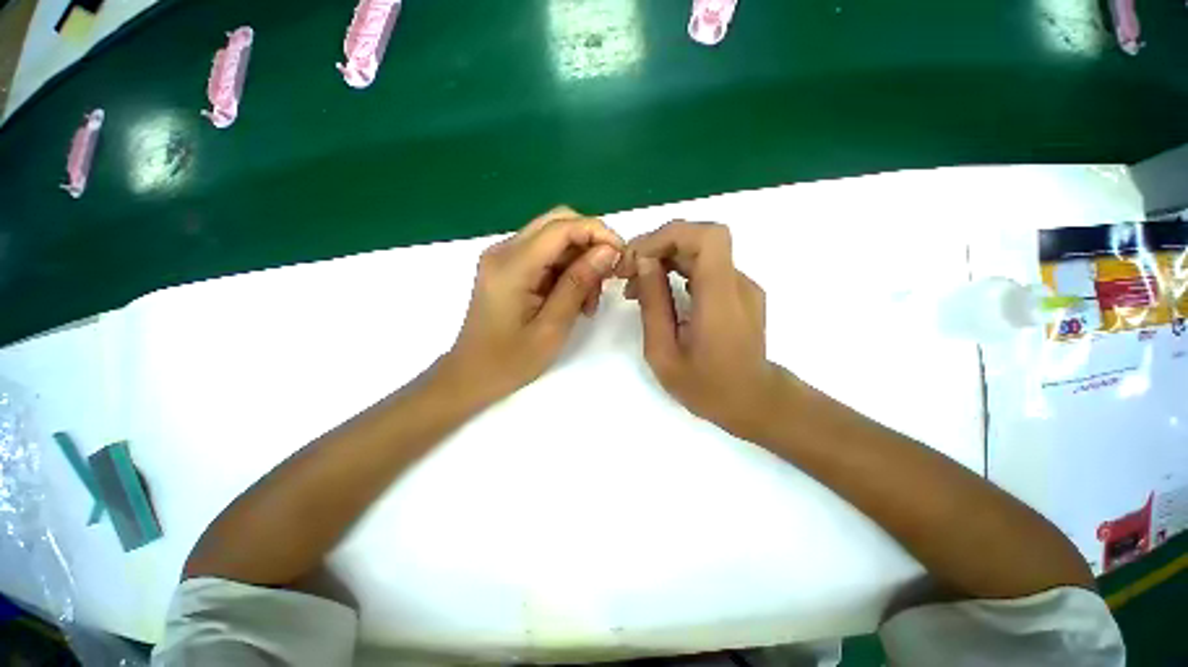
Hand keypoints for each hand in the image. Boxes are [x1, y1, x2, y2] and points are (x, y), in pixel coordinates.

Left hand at [443, 207, 623, 404]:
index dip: (597, 233)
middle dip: (590, 244)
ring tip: (589, 301)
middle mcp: (504, 251)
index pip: (561, 227)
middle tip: (607, 276)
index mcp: (511, 266)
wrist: (472, 375)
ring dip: (579, 261)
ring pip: (555, 239)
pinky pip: (546, 255)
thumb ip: (578, 284)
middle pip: (558, 223)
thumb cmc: (510, 361)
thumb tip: (608, 251)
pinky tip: (574, 299)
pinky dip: (566, 271)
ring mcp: (504, 257)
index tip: (621, 256)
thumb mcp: (552, 327)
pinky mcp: (509, 268)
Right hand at [618, 221, 786, 439]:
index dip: (669, 236)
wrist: (753, 402)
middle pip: (699, 238)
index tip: (636, 258)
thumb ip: (653, 305)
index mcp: (721, 300)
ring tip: (635, 286)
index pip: (707, 237)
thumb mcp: (663, 353)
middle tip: (626, 272)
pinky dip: (676, 270)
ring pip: (699, 251)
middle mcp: (738, 284)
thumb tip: (643, 263)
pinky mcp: (739, 292)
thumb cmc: (705, 387)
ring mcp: (742, 286)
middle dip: (657, 246)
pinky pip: (705, 267)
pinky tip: (658, 292)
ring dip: (663, 258)